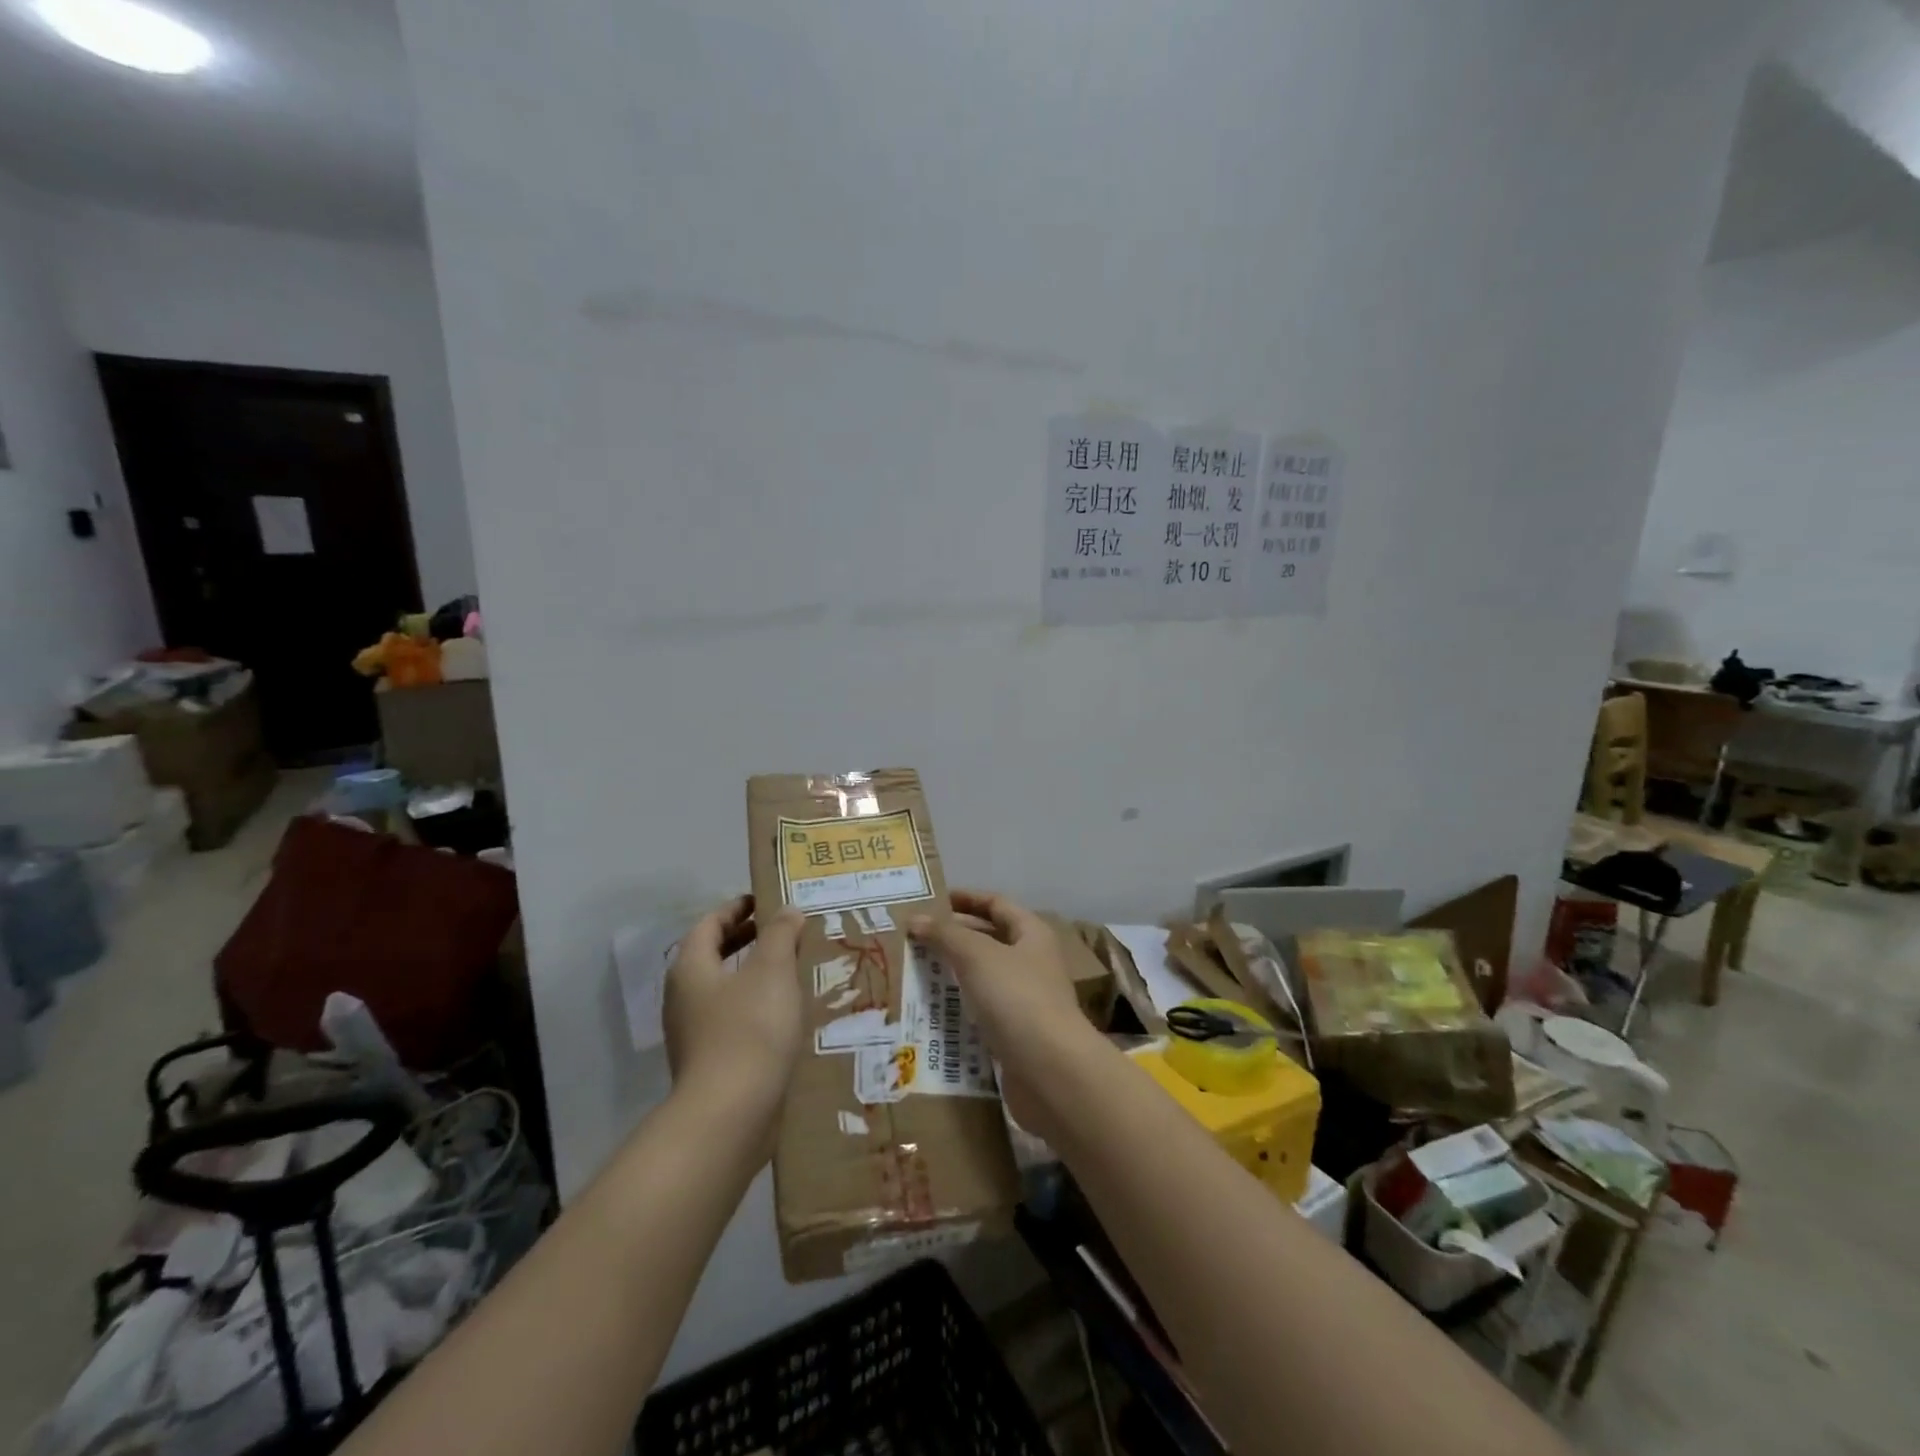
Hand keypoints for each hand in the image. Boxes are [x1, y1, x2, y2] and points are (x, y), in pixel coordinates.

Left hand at [664, 896, 805, 1135]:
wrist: (730, 1115)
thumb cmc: (749, 1029)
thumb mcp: (772, 970)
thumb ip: (780, 934)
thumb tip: (786, 910)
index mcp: (691, 967)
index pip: (710, 924)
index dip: (737, 908)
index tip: (766, 901)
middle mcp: (683, 996)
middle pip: (713, 955)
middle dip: (747, 939)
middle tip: (784, 931)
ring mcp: (693, 1033)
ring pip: (724, 989)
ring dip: (754, 974)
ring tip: (791, 969)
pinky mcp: (709, 1062)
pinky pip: (732, 1018)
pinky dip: (756, 1005)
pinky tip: (785, 1013)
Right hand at [908, 890, 1093, 1133]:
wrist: (1050, 1070)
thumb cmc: (1016, 998)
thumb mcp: (977, 956)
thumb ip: (945, 934)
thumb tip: (916, 919)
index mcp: (1032, 934)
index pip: (996, 904)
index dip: (966, 898)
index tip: (933, 900)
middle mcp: (1032, 962)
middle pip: (990, 939)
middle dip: (954, 936)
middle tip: (915, 937)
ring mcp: (1026, 999)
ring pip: (984, 977)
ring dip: (953, 973)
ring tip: (915, 971)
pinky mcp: (1016, 1033)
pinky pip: (983, 1010)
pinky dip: (959, 1007)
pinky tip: (932, 1011)